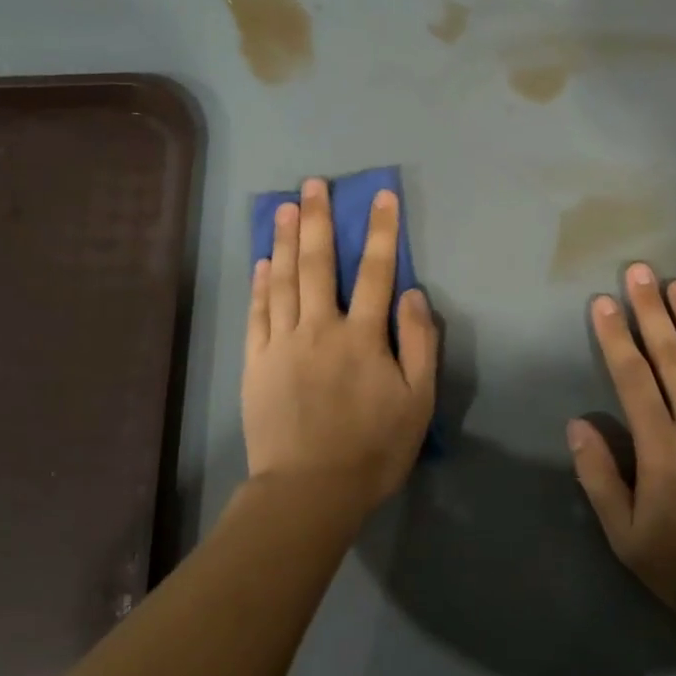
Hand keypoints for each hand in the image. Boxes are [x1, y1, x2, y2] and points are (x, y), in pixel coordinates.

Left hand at [243, 179, 437, 517]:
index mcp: (362, 336)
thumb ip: (419, 344)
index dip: (381, 232)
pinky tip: (262, 261)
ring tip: (285, 208)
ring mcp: (282, 343)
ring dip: (286, 241)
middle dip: (319, 220)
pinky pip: (257, 313)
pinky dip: (260, 284)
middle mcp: (320, 328)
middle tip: (314, 184)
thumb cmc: (372, 449)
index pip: (377, 272)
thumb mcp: (418, 402)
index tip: (380, 196)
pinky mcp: (256, 363)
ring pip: (283, 280)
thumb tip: (412, 294)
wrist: (309, 490)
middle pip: (319, 264)